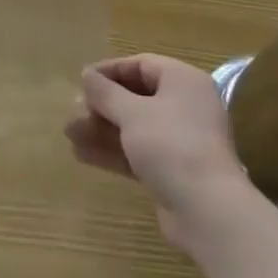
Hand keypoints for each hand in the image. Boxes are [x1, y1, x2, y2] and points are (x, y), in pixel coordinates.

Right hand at [65, 55, 248, 247]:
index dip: (109, 70)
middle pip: (136, 97)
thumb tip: (87, 75)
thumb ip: (105, 92)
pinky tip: (82, 154)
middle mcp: (185, 106)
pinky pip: (138, 152)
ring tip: (70, 134)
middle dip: (101, 105)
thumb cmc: (170, 145)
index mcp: (183, 81)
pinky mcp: (174, 170)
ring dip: (102, 129)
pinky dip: (113, 151)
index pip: (140, 65)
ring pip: (134, 127)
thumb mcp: (132, 113)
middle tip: (73, 111)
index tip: (81, 80)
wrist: (208, 212)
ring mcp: (180, 140)